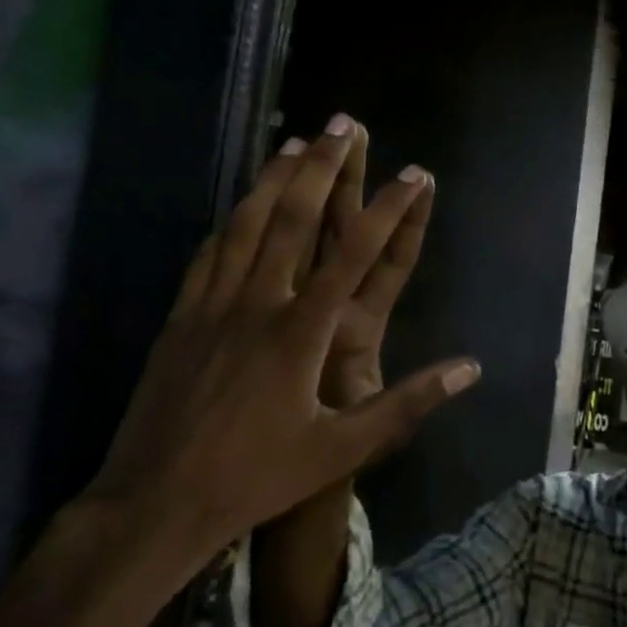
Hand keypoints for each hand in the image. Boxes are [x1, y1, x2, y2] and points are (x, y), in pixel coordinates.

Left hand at [93, 125, 478, 572]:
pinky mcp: (181, 317)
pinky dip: (232, 218)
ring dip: (274, 178)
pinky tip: (241, 203)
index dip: (389, 209)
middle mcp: (257, 303)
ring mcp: (212, 305)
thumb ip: (408, 404)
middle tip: (343, 124)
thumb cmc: (258, 477)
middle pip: (293, 218)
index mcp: (301, 332)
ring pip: (246, 224)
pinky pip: (210, 252)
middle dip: (322, 166)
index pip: (354, 254)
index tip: (414, 174)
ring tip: (295, 142)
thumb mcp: (344, 449)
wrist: (158, 501)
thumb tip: (469, 369)